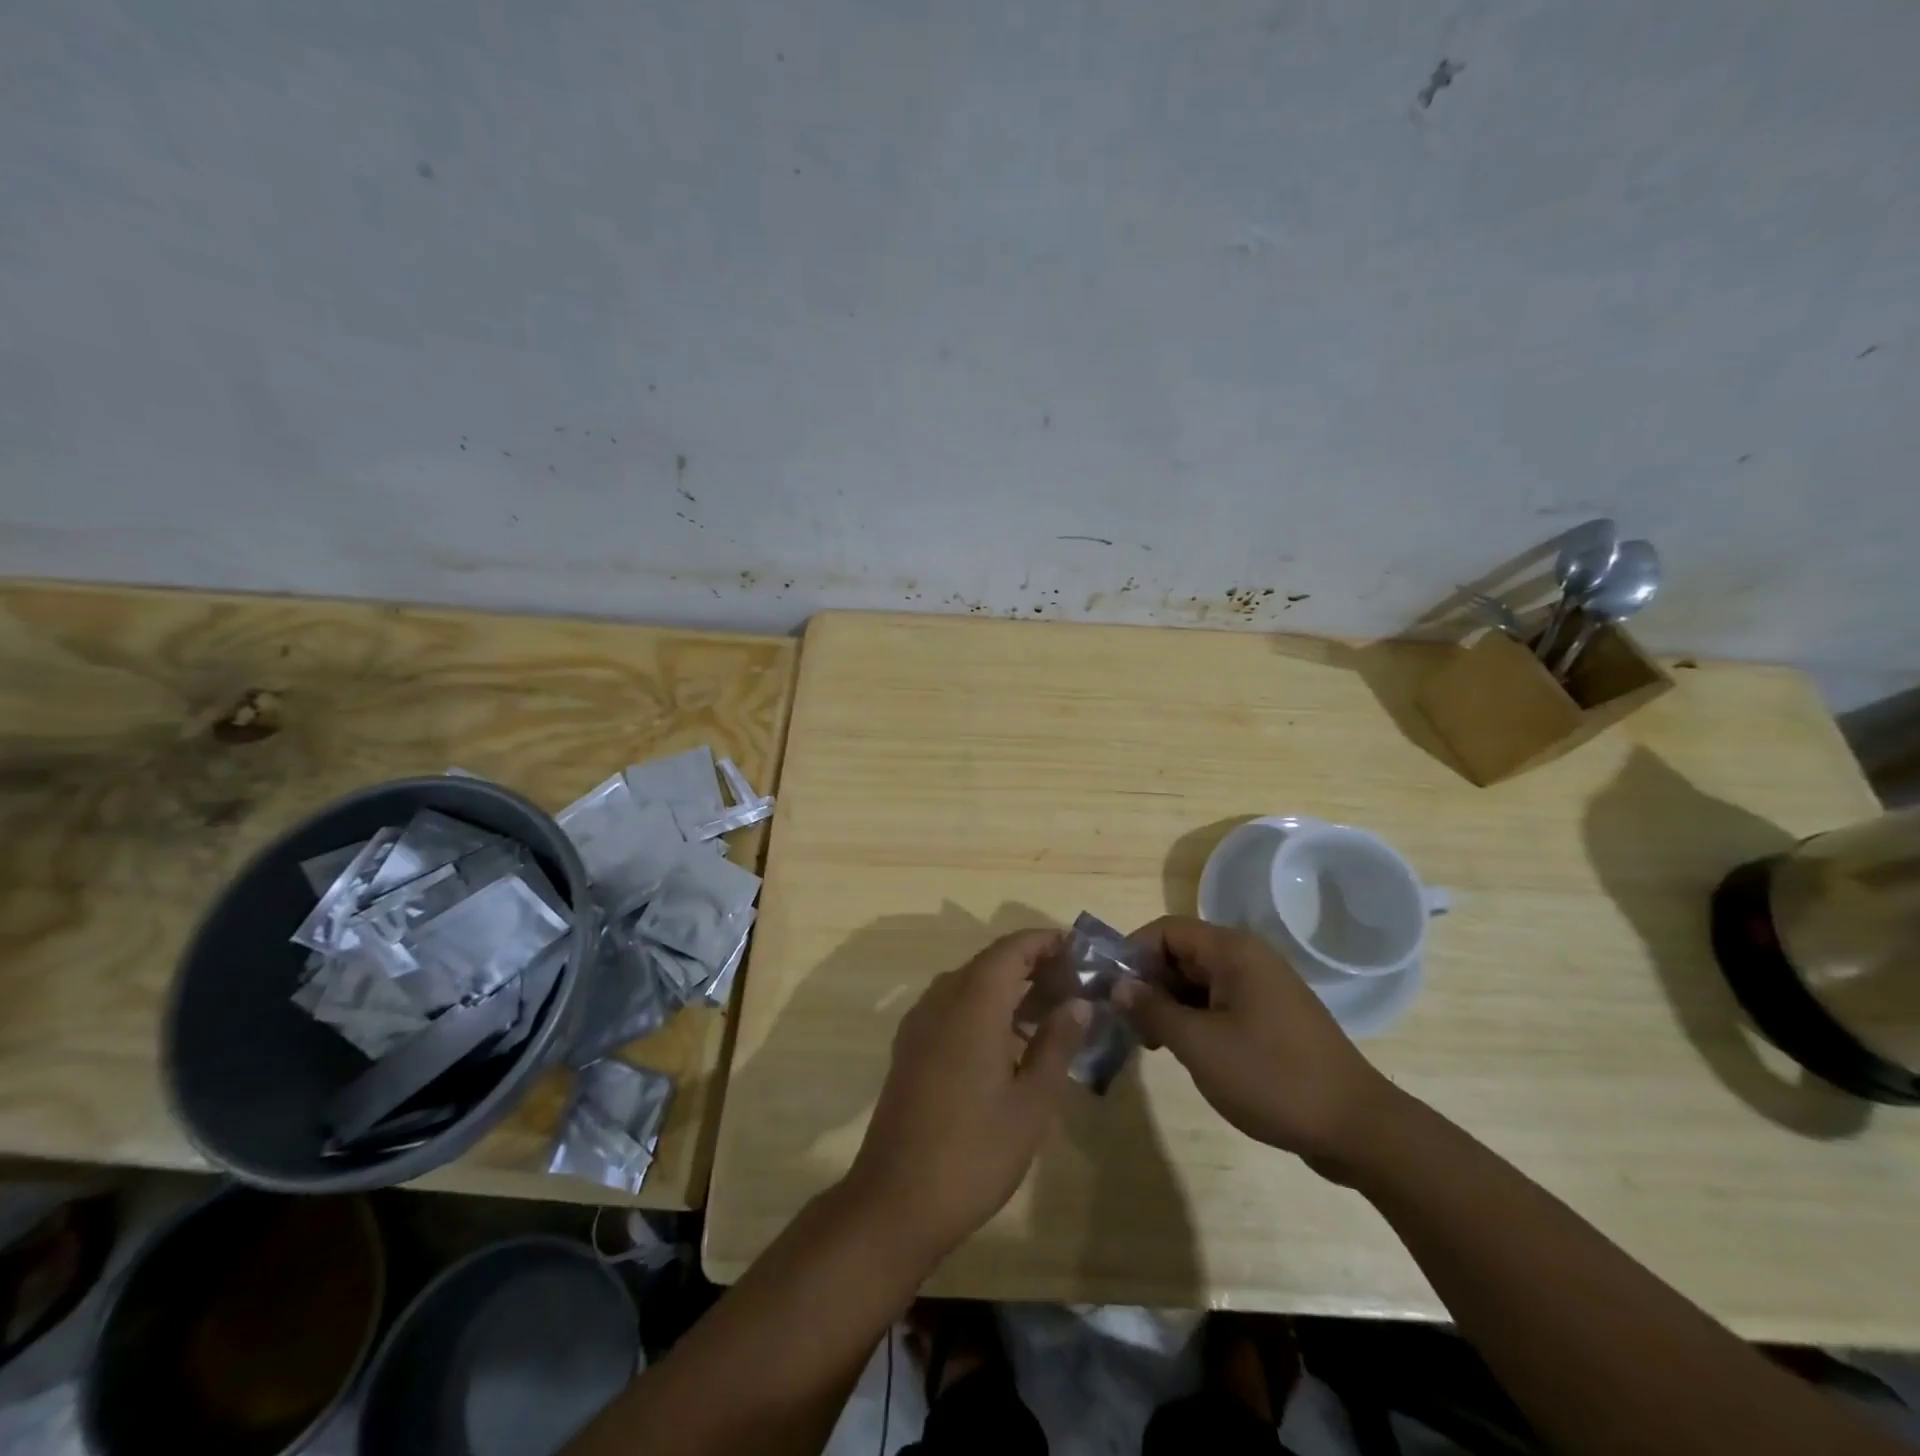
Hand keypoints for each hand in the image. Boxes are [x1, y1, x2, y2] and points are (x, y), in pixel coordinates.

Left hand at [844, 929, 1090, 1260]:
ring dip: (1007, 985)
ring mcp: (920, 1022)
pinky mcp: (910, 1046)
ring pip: (969, 983)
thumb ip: (1056, 1044)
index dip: (1045, 941)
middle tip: (1073, 983)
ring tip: (1049, 1009)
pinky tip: (1007, 1040)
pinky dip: (983, 1006)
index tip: (1079, 949)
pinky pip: (952, 1006)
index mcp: (973, 1003)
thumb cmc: (974, 1152)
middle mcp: (941, 999)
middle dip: (1031, 963)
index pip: (1012, 949)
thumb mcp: (1032, 1102)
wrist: (896, 1200)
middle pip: (990, 962)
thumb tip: (1078, 1002)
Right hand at [1113, 916, 1399, 1172]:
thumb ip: (1152, 1010)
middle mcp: (1248, 958)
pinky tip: (1182, 1050)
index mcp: (1233, 951)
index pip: (1166, 930)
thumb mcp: (1199, 1045)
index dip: (1132, 954)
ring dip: (1168, 1004)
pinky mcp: (1271, 1017)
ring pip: (1198, 981)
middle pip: (1181, 953)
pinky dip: (1194, 1018)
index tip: (1109, 990)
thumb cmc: (1271, 1077)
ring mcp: (1262, 988)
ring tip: (1147, 1041)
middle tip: (1123, 1021)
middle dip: (1148, 982)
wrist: (1356, 1128)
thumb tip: (1118, 986)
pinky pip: (1219, 1002)